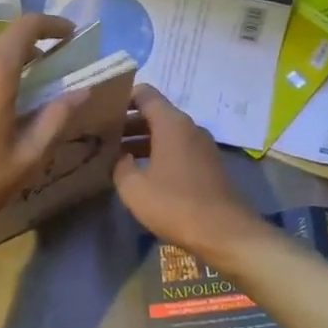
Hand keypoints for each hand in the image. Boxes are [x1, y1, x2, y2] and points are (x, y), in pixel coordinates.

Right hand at [114, 86, 261, 263]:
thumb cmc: (175, 205)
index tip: (102, 110)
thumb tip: (121, 158)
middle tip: (102, 134)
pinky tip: (142, 171)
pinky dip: (158, 152)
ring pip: (166, 132)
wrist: (224, 233)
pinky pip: (178, 148)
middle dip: (128, 122)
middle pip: (155, 113)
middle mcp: (189, 127)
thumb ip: (120, 166)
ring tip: (117, 154)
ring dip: (142, 139)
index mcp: (171, 123)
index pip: (144, 93)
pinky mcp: (208, 164)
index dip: (122, 97)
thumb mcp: (134, 188)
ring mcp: (202, 146)